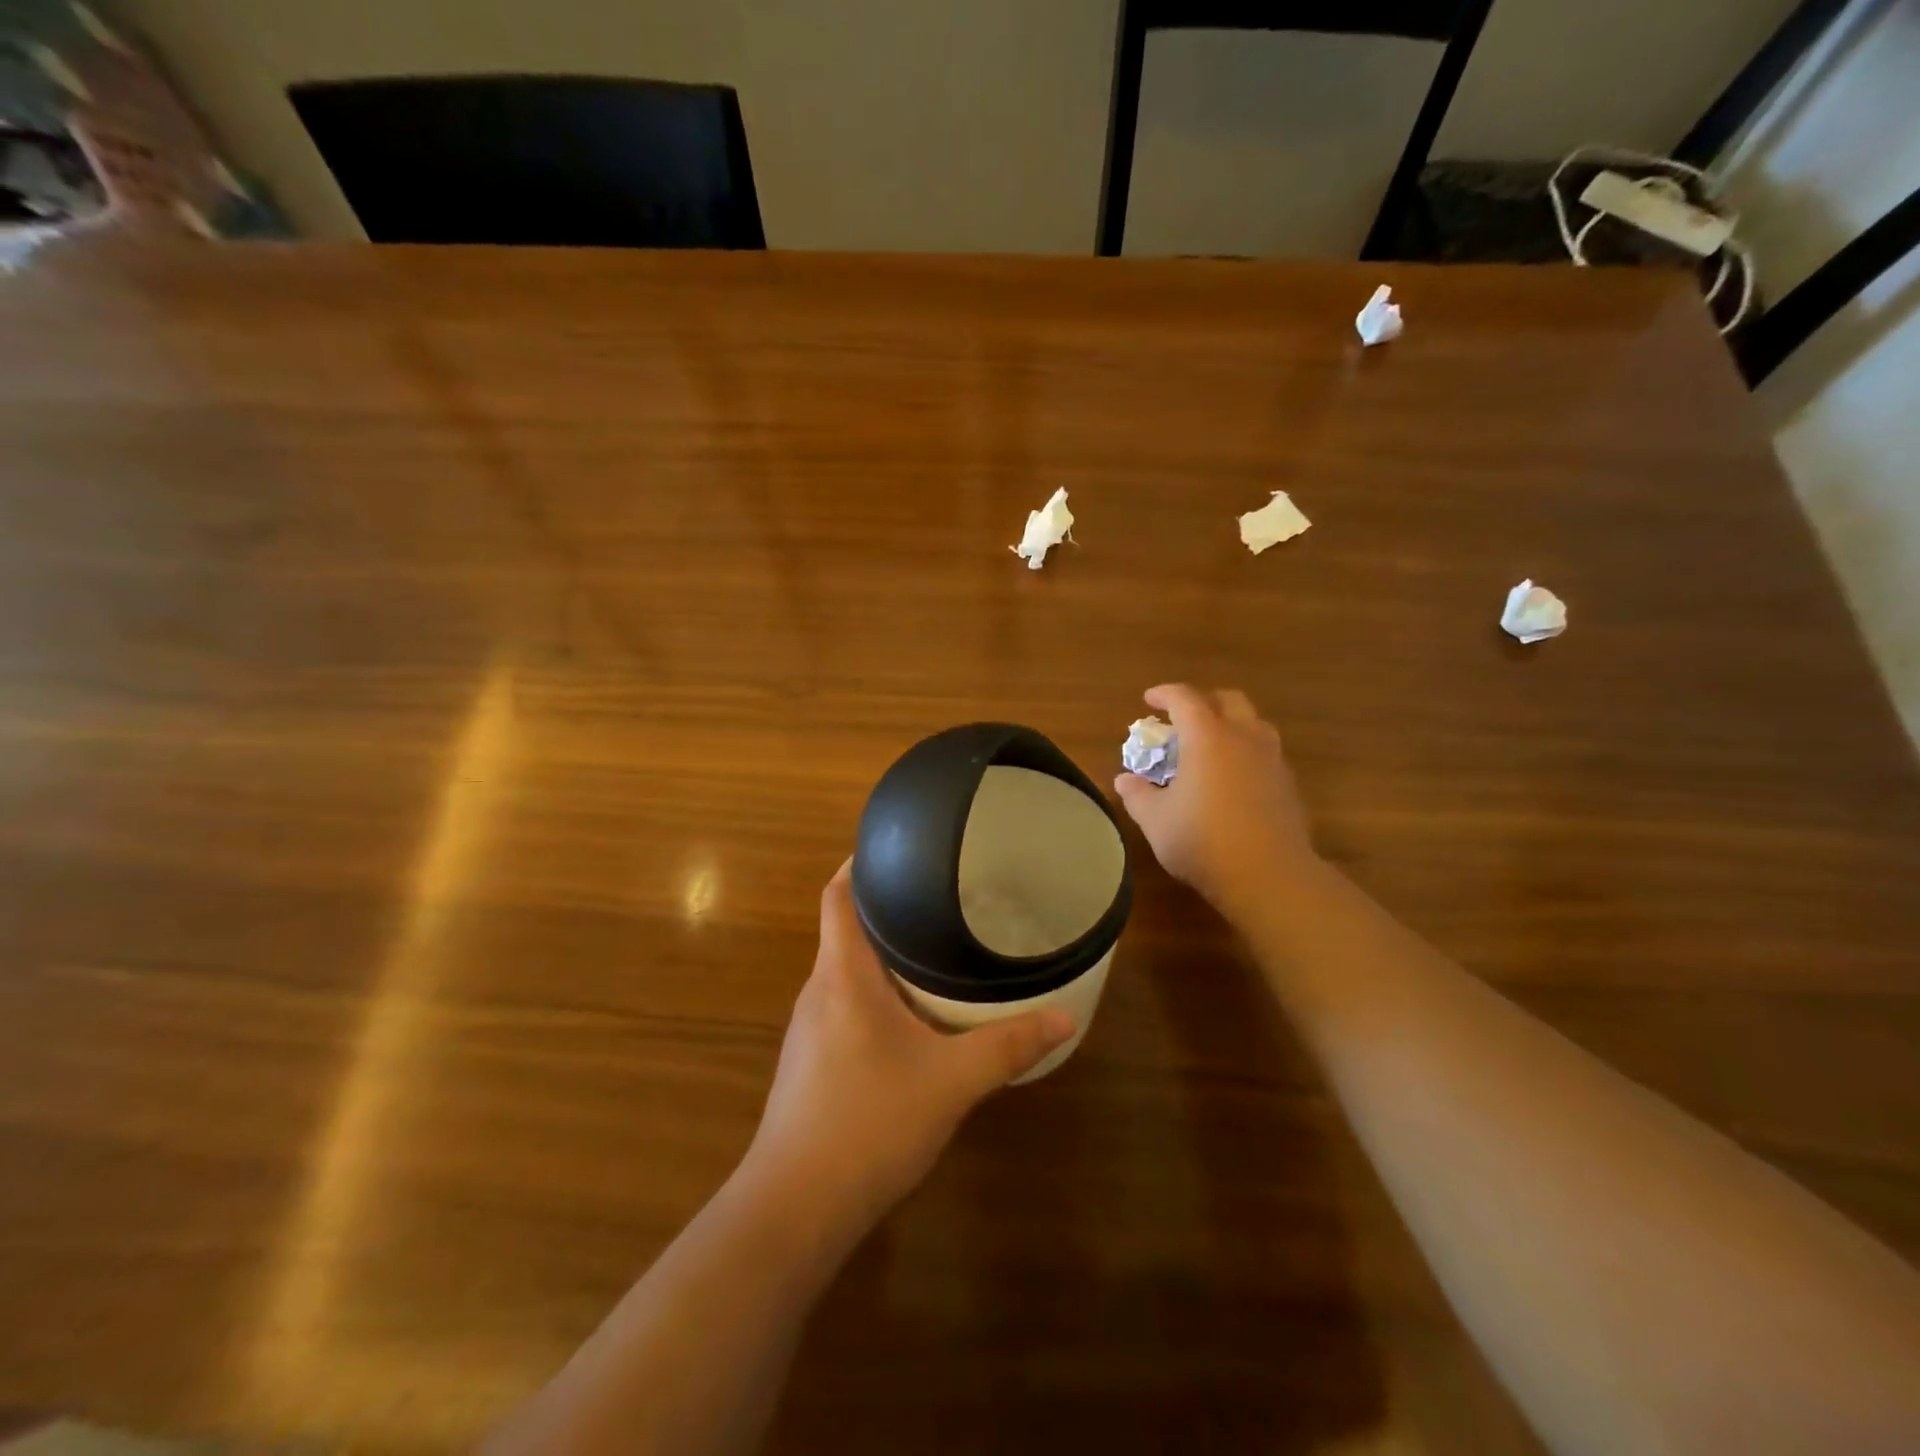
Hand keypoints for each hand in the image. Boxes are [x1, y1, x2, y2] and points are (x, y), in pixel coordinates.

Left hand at [743, 862, 1074, 1237]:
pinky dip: (874, 996)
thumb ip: (1008, 1046)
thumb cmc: (869, 1122)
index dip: (860, 864)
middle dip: (887, 911)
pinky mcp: (809, 1064)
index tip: (897, 848)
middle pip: (845, 930)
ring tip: (932, 951)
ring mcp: (808, 1030)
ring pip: (845, 973)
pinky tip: (910, 1020)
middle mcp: (818, 991)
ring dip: (881, 958)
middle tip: (939, 899)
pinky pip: (843, 1008)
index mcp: (842, 974)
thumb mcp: (951, 1081)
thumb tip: (1067, 1016)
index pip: (838, 896)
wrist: (794, 1208)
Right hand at [1113, 684, 1318, 917]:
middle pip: (1229, 700)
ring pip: (1254, 724)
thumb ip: (1138, 795)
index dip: (1165, 694)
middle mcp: (1244, 738)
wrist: (1269, 876)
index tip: (1149, 700)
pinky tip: (1233, 780)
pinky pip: (1266, 753)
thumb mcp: (1156, 820)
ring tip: (1211, 746)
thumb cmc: (1203, 841)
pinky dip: (1247, 753)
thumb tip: (1124, 780)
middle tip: (1184, 719)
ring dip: (1231, 724)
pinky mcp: (1288, 785)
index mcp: (1207, 737)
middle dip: (1204, 701)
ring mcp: (1272, 760)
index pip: (1185, 699)